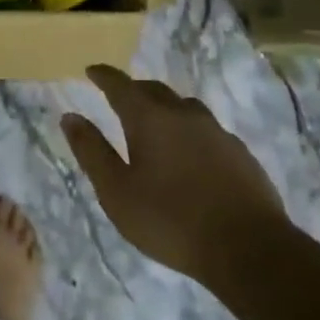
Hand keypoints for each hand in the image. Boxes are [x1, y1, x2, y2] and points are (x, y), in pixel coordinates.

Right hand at [61, 64, 287, 283]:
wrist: (249, 248)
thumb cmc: (170, 220)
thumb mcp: (116, 191)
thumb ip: (91, 151)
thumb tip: (69, 116)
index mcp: (149, 118)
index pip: (120, 85)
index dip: (103, 76)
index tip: (91, 71)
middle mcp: (184, 114)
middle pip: (154, 90)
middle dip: (134, 90)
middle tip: (120, 98)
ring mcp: (217, 132)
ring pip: (185, 107)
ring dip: (165, 108)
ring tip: (156, 124)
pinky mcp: (240, 153)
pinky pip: (207, 130)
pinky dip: (190, 132)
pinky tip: (191, 154)